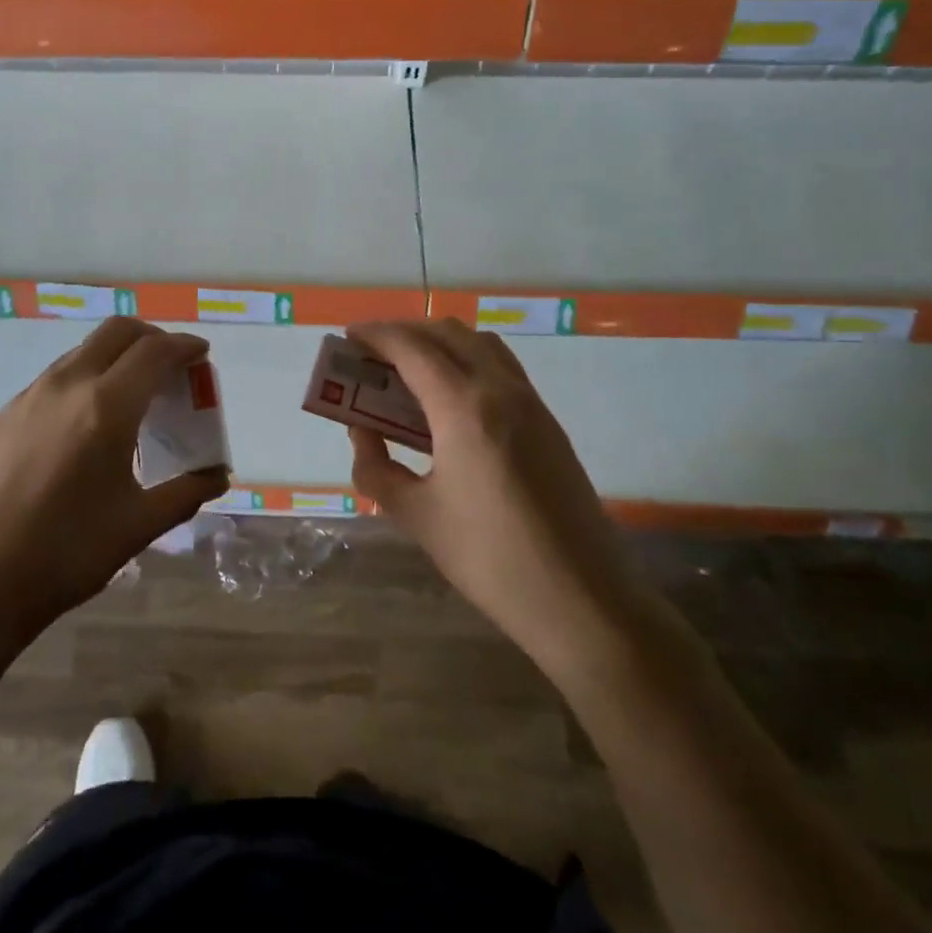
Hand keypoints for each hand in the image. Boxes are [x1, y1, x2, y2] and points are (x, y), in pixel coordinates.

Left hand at [0, 318, 228, 649]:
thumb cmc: (62, 556)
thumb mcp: (136, 527)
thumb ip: (185, 493)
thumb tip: (217, 476)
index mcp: (106, 406)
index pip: (155, 351)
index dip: (185, 347)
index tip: (201, 355)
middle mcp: (65, 386)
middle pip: (117, 332)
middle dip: (152, 338)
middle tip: (171, 368)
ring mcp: (26, 398)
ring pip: (82, 353)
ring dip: (115, 359)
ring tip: (130, 401)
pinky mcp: (0, 418)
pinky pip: (53, 380)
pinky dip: (83, 382)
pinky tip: (83, 430)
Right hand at [346, 318, 651, 664]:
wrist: (583, 599)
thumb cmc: (490, 558)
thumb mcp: (417, 516)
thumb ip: (377, 468)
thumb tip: (361, 432)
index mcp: (464, 407)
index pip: (412, 348)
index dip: (375, 336)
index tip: (348, 336)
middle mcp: (501, 389)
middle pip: (448, 334)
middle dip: (405, 333)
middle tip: (373, 355)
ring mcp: (531, 403)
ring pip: (480, 344)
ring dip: (440, 343)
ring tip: (409, 371)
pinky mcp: (548, 423)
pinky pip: (501, 368)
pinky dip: (467, 362)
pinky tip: (450, 401)